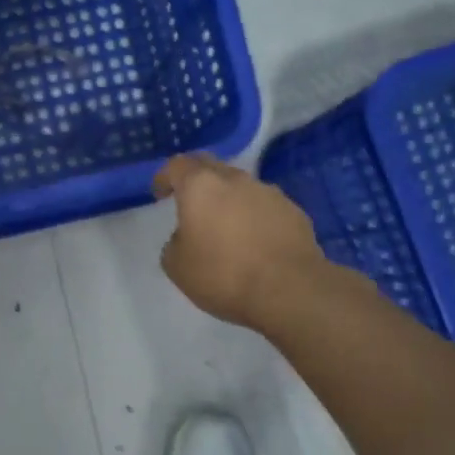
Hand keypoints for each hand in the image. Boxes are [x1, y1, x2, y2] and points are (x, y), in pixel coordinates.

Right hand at [153, 153, 325, 330]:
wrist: (290, 289)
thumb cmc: (224, 275)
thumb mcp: (177, 267)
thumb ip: (175, 244)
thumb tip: (186, 237)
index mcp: (201, 186)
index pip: (177, 165)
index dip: (165, 177)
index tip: (160, 193)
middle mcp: (235, 179)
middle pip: (211, 166)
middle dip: (197, 179)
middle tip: (190, 201)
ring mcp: (269, 193)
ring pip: (241, 186)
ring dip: (228, 198)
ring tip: (226, 226)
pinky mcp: (294, 211)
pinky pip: (265, 206)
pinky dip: (255, 216)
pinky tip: (255, 241)